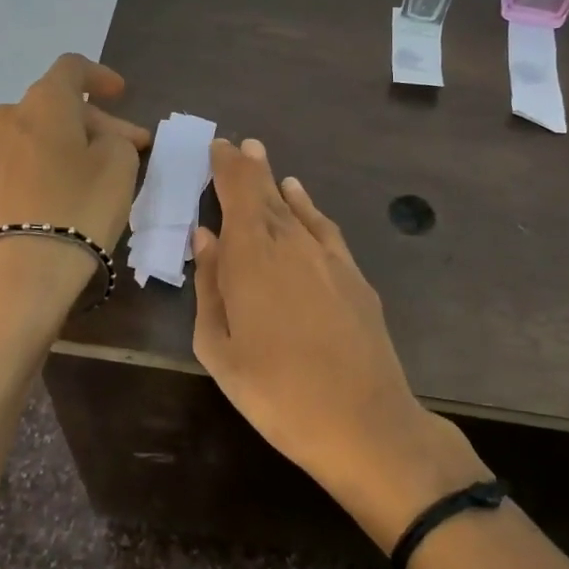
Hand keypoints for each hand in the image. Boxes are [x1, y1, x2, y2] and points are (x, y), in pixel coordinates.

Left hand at [0, 54, 150, 299]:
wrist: (15, 275)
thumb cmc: (78, 210)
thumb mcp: (119, 167)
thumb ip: (116, 139)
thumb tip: (100, 139)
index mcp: (44, 104)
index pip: (72, 68)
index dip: (99, 76)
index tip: (119, 93)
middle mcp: (5, 119)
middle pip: (52, 108)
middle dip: (90, 124)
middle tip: (122, 150)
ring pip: (28, 139)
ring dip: (57, 149)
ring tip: (81, 180)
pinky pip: (8, 170)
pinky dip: (31, 176)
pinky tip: (46, 205)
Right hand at [192, 139, 486, 546]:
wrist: (363, 422)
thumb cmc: (276, 393)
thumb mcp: (220, 349)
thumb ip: (210, 285)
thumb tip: (205, 236)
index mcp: (251, 258)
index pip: (238, 194)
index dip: (226, 167)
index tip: (217, 145)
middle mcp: (290, 244)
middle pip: (266, 194)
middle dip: (248, 168)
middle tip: (236, 146)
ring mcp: (327, 257)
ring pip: (294, 207)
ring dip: (275, 181)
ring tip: (261, 159)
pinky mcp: (354, 275)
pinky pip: (324, 227)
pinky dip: (308, 207)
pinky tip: (300, 197)